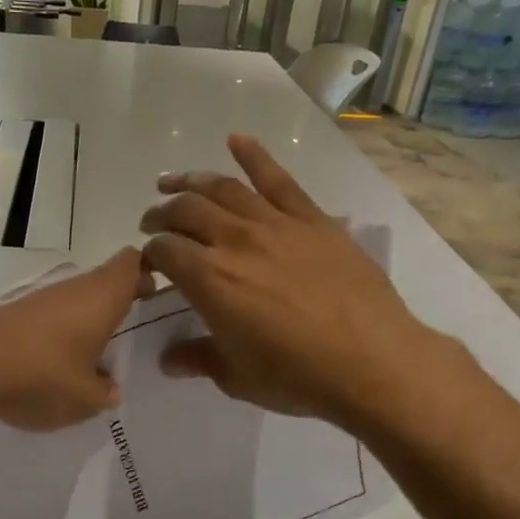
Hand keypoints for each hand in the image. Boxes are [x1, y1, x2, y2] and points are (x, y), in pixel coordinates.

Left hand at [0, 248, 145, 431]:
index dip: (146, 273)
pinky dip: (46, 329)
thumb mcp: (84, 400)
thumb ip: (105, 393)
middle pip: (100, 280)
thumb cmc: (38, 377)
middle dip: (112, 304)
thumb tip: (109, 388)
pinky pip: (38, 311)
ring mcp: (32, 290)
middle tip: (117, 338)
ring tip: (77, 358)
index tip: (151, 297)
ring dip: (77, 319)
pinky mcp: (2, 305)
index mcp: (99, 295)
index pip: (132, 261)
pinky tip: (38, 362)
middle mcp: (68, 283)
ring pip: (67, 296)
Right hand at [139, 135, 433, 427]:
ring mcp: (275, 224)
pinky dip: (254, 155)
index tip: (147, 264)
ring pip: (223, 188)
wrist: (372, 361)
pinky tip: (237, 140)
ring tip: (173, 181)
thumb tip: (168, 359)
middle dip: (161, 214)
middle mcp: (234, 241)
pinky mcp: (312, 219)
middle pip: (185, 211)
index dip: (149, 254)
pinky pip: (278, 179)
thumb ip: (198, 359)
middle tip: (152, 221)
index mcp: (208, 280)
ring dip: (191, 180)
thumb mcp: (237, 377)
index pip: (163, 251)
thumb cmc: (297, 377)